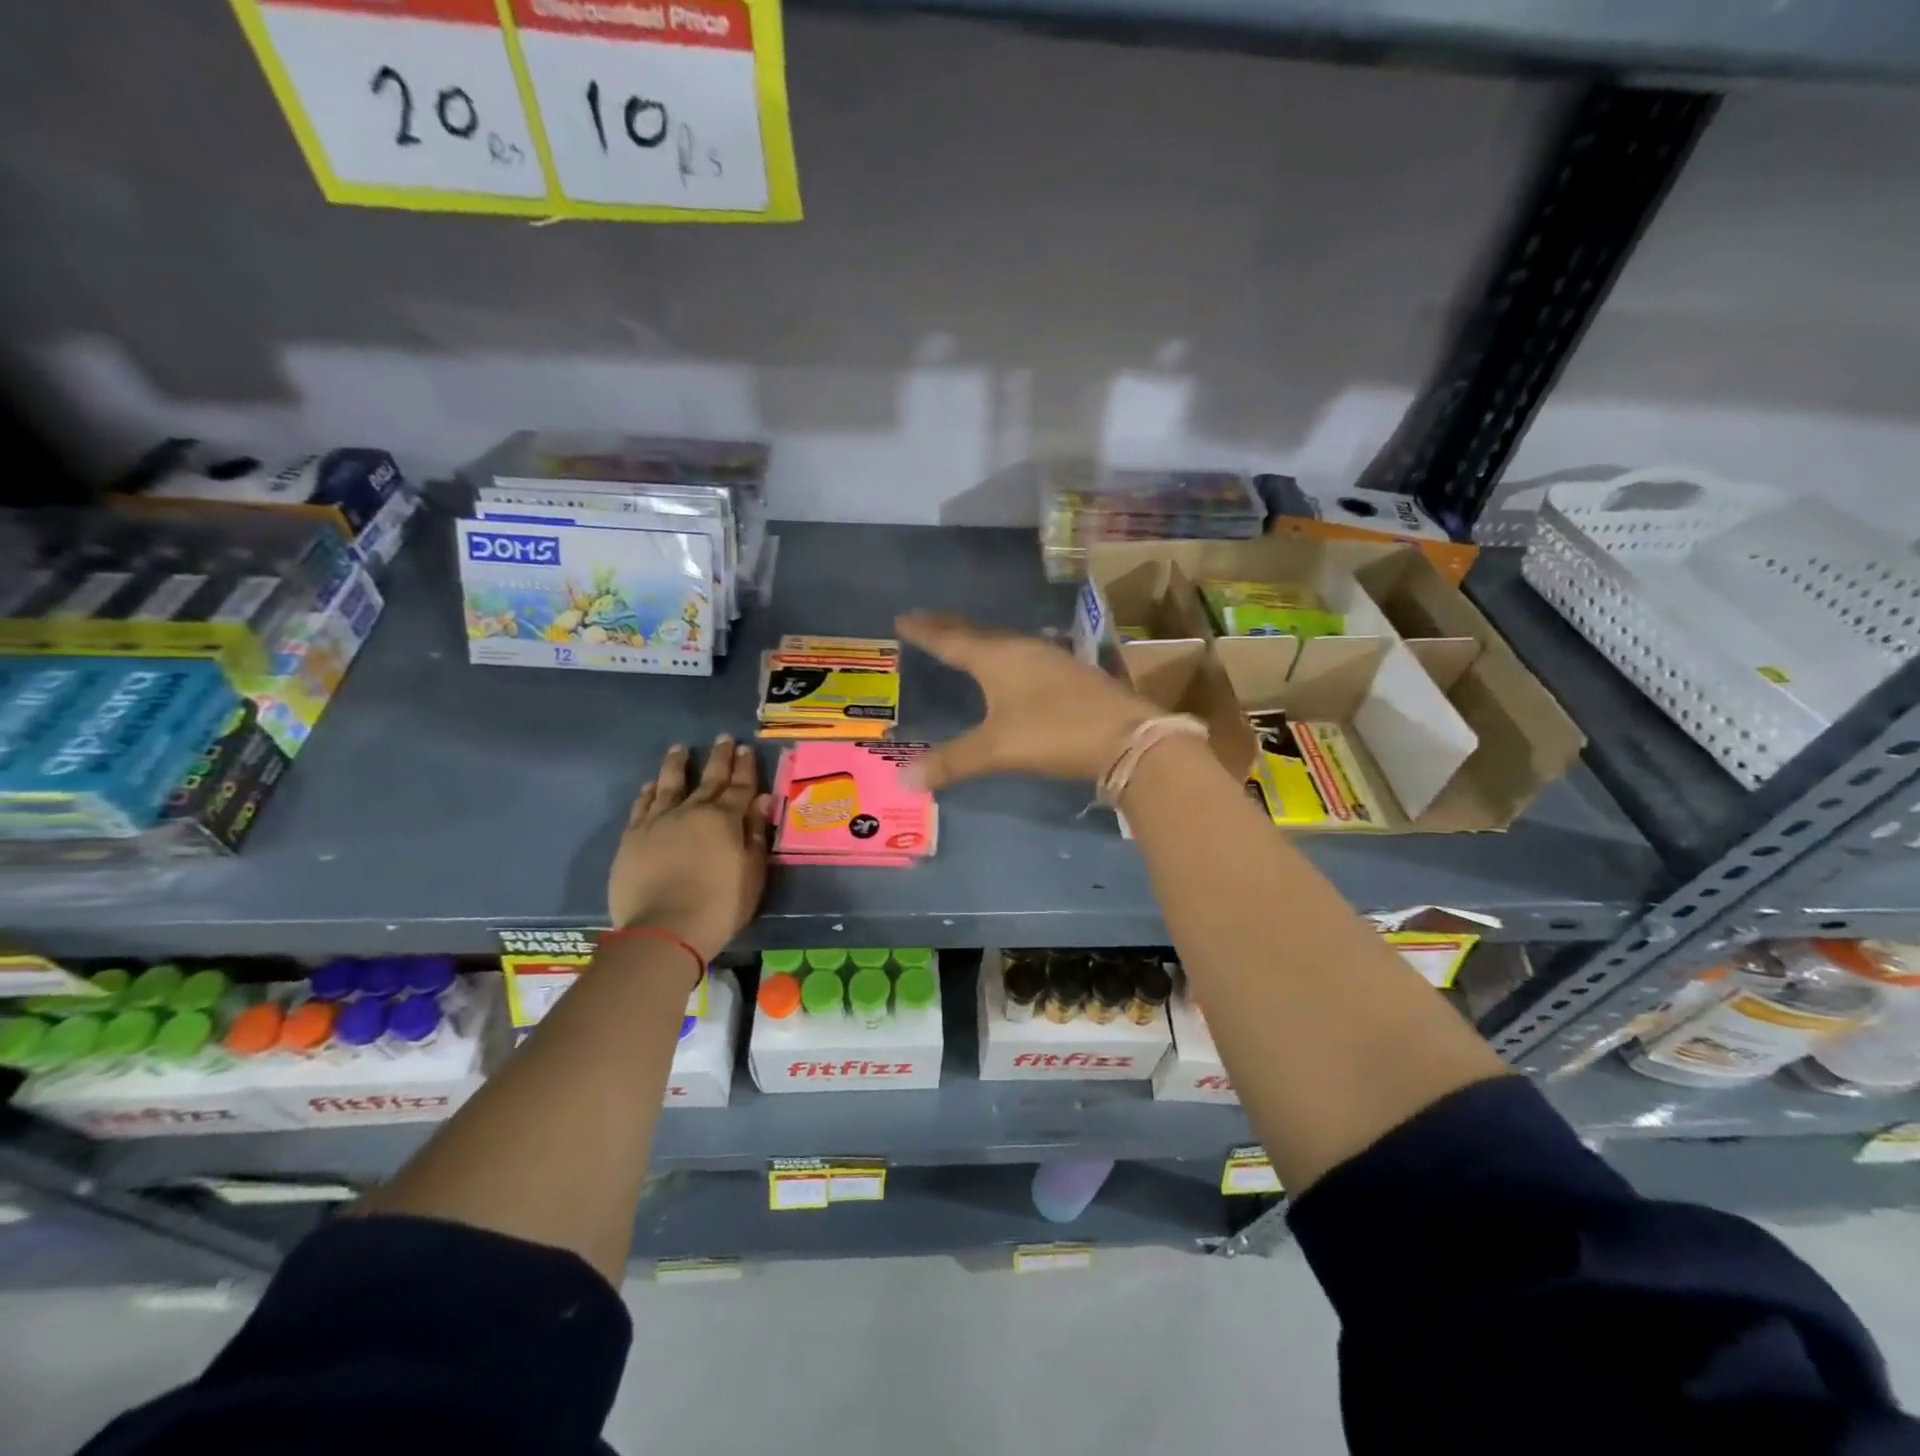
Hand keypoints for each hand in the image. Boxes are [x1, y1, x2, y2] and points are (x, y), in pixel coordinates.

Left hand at [607, 736, 771, 961]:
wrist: (664, 930)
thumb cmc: (719, 906)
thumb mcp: (751, 873)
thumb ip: (755, 835)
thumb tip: (761, 800)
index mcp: (725, 819)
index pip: (739, 786)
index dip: (745, 767)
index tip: (746, 748)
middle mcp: (692, 811)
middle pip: (708, 779)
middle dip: (719, 758)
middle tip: (724, 739)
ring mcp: (658, 821)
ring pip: (669, 784)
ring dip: (677, 765)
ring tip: (680, 748)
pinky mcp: (633, 837)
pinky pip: (642, 805)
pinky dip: (648, 792)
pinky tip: (651, 785)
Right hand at [895, 612, 1157, 790]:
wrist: (1126, 737)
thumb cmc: (1054, 733)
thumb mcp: (996, 750)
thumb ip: (951, 762)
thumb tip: (903, 779)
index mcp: (997, 658)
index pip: (951, 639)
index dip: (925, 631)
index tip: (902, 619)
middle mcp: (1022, 649)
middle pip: (977, 634)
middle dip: (948, 628)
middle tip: (925, 622)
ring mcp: (1050, 658)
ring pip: (1004, 643)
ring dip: (979, 641)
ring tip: (962, 643)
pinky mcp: (1070, 673)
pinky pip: (1024, 655)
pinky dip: (1004, 656)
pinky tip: (1011, 668)